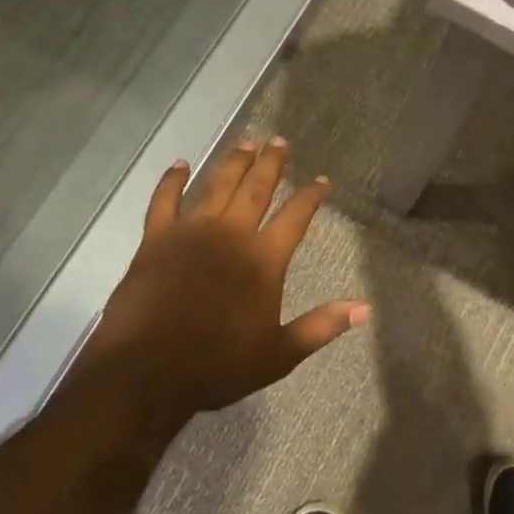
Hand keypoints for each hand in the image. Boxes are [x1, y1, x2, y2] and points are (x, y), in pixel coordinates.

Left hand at [75, 138, 367, 425]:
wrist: (148, 371)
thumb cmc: (217, 366)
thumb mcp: (279, 354)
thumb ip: (321, 326)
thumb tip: (365, 308)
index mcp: (264, 259)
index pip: (296, 217)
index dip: (311, 196)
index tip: (322, 180)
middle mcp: (232, 234)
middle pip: (257, 188)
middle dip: (272, 164)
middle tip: (280, 142)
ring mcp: (192, 232)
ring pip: (217, 185)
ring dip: (234, 162)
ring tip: (246, 143)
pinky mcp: (156, 238)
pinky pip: (164, 200)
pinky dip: (172, 180)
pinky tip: (180, 165)